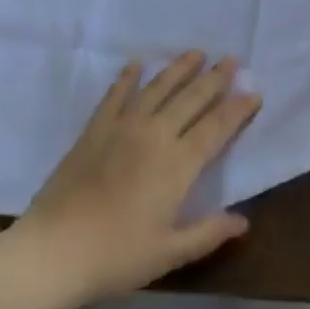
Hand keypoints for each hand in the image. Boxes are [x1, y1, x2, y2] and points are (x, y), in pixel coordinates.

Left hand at [14, 52, 260, 306]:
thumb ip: (209, 233)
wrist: (55, 249)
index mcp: (178, 164)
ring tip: (196, 52)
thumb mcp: (170, 252)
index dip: (237, 109)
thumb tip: (244, 221)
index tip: (254, 92)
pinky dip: (127, 78)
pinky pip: (116, 95)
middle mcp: (155, 134)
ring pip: (158, 88)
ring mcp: (123, 127)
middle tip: (232, 59)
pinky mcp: (95, 129)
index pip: (216, 127)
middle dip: (215, 78)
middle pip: (192, 99)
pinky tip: (135, 64)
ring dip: (179, 69)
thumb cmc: (117, 256)